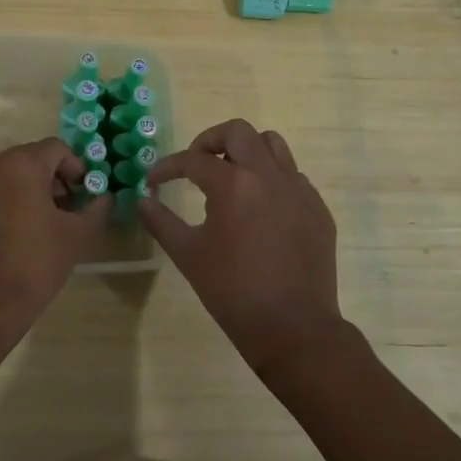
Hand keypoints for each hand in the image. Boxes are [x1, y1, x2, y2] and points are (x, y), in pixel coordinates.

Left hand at [0, 138, 110, 343]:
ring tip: (52, 226)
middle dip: (58, 180)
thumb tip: (105, 198)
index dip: (78, 168)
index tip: (87, 195)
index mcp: (23, 163)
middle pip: (35, 160)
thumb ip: (96, 210)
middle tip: (72, 210)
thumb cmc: (35, 261)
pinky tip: (26, 237)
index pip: (58, 148)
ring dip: (37, 193)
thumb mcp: (77, 236)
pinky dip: (16, 205)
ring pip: (15, 178)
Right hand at [140, 120, 343, 372]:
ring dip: (247, 151)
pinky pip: (293, 176)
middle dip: (210, 141)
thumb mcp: (188, 255)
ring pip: (272, 145)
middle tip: (196, 164)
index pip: (193, 159)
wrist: (294, 328)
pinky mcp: (317, 208)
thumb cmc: (233, 292)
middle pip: (238, 132)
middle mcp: (268, 175)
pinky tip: (260, 208)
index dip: (167, 167)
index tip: (154, 180)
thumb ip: (161, 222)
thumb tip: (143, 200)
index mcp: (234, 184)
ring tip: (231, 176)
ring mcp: (299, 189)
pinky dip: (272, 178)